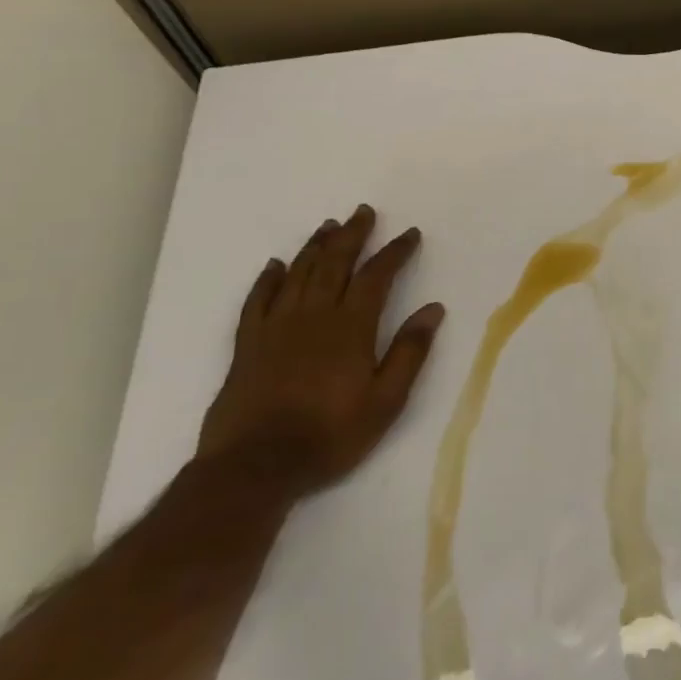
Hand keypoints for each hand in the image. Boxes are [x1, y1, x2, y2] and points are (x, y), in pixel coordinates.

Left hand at [197, 205, 445, 497]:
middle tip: (363, 212)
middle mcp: (313, 318)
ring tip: (328, 226)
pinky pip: (257, 302)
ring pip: (297, 276)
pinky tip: (275, 266)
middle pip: (333, 265)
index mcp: (350, 329)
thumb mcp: (386, 400)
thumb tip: (433, 309)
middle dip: (352, 236)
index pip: (376, 277)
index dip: (394, 252)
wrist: (255, 468)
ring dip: (315, 248)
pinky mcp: (247, 347)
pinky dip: (267, 280)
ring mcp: (275, 330)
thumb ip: (410, 352)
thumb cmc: (330, 435)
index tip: (410, 234)